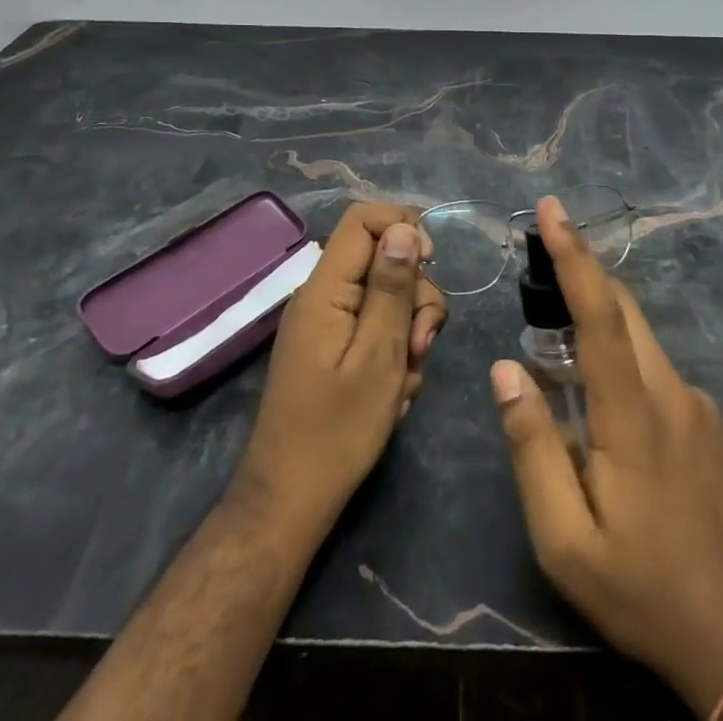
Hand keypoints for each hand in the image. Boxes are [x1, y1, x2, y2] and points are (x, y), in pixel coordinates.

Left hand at [235, 203, 448, 534]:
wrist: (290, 502)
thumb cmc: (337, 431)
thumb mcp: (379, 356)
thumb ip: (392, 288)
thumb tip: (404, 228)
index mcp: (325, 288)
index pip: (363, 220)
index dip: (403, 227)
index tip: (432, 263)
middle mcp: (323, 296)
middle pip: (382, 260)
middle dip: (414, 297)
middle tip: (421, 347)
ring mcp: (326, 323)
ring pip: (385, 298)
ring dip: (409, 332)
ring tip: (406, 381)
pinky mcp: (332, 348)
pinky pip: (374, 329)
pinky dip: (393, 354)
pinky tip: (394, 393)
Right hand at [491, 196, 722, 716]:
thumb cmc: (644, 591)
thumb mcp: (565, 542)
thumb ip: (532, 448)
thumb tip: (506, 369)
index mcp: (634, 416)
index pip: (600, 315)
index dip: (574, 256)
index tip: (552, 209)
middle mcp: (671, 392)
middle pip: (623, 308)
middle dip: (581, 271)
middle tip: (538, 259)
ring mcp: (696, 404)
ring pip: (639, 336)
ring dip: (596, 319)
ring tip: (553, 346)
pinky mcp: (707, 421)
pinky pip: (653, 367)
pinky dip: (619, 357)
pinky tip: (597, 405)